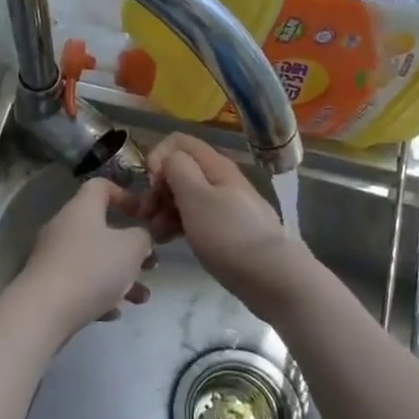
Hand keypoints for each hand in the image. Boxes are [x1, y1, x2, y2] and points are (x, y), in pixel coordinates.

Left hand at [14, 179, 155, 338]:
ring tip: (141, 298)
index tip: (143, 216)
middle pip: (99, 228)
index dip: (124, 195)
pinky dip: (97, 294)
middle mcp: (63, 227)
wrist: (43, 310)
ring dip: (119, 276)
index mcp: (82, 209)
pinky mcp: (47, 284)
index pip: (100, 186)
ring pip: (92, 260)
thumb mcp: (131, 249)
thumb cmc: (92, 269)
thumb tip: (140, 236)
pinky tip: (112, 313)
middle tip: (150, 264)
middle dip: (128, 248)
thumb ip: (143, 237)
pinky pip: (78, 283)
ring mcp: (52, 256)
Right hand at [143, 133, 302, 301]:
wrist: (272, 276)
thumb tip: (168, 159)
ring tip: (156, 235)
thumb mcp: (195, 196)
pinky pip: (196, 216)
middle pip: (180, 169)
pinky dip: (178, 224)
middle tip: (147, 215)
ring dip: (164, 210)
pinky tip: (169, 241)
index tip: (151, 185)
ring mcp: (225, 204)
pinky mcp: (226, 228)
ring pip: (185, 195)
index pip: (178, 142)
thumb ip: (177, 169)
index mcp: (214, 165)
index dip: (158, 157)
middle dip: (158, 188)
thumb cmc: (227, 235)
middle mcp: (220, 178)